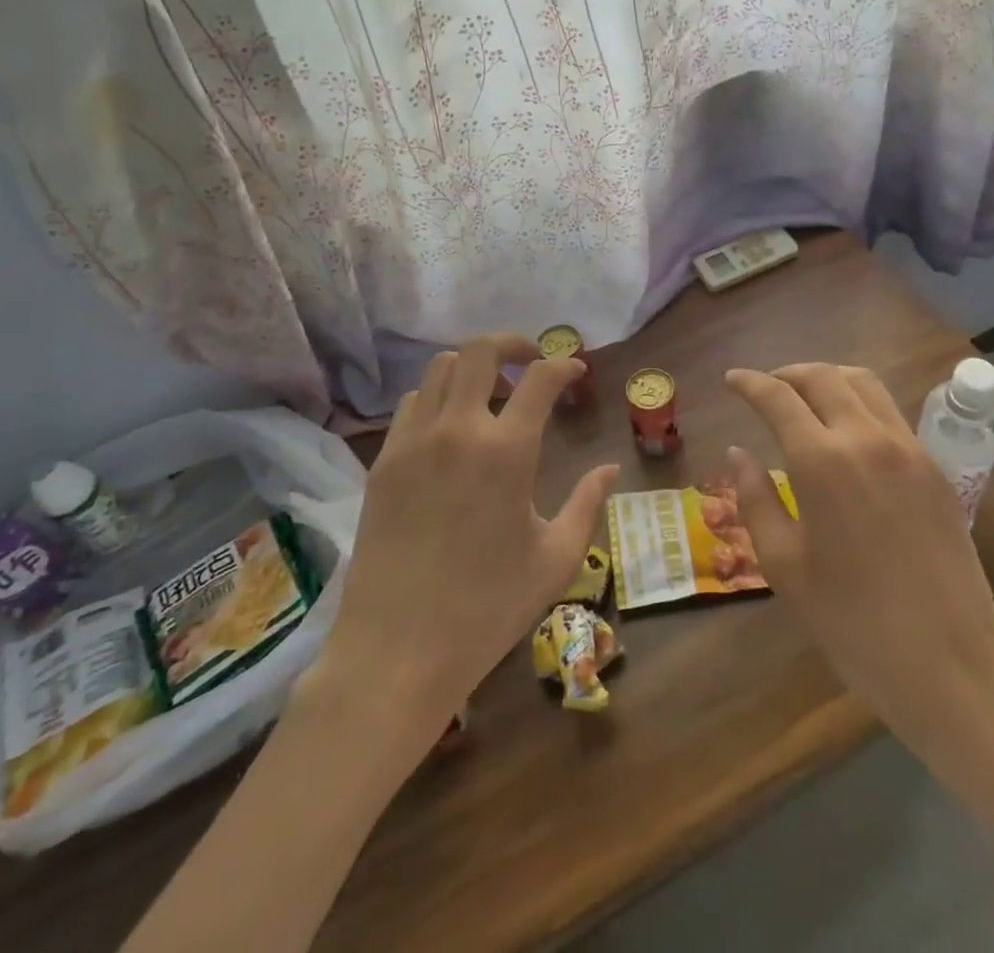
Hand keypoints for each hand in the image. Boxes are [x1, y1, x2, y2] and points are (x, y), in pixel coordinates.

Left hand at [315, 334, 618, 735]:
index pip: (540, 378)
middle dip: (511, 343)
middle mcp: (457, 430)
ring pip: (439, 369)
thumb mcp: (555, 560)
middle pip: (479, 351)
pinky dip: (436, 396)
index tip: (576, 371)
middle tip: (530, 360)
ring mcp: (413, 442)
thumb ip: (588, 505)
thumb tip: (610, 468)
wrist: (397, 650)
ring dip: (470, 367)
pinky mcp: (383, 462)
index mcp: (507, 451)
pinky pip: (411, 404)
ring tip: (489, 392)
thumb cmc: (487, 608)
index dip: (564, 365)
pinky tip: (450, 428)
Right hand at [722, 363, 993, 780]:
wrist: (949, 665)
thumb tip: (738, 453)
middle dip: (787, 373)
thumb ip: (755, 499)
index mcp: (821, 461)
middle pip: (822, 377)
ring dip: (827, 378)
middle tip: (766, 386)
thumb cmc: (852, 622)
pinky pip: (890, 413)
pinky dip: (859, 402)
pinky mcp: (935, 468)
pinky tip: (847, 430)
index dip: (749, 383)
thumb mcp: (784, 565)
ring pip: (863, 383)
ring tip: (805, 397)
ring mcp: (908, 449)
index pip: (778, 397)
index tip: (731, 378)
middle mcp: (866, 439)